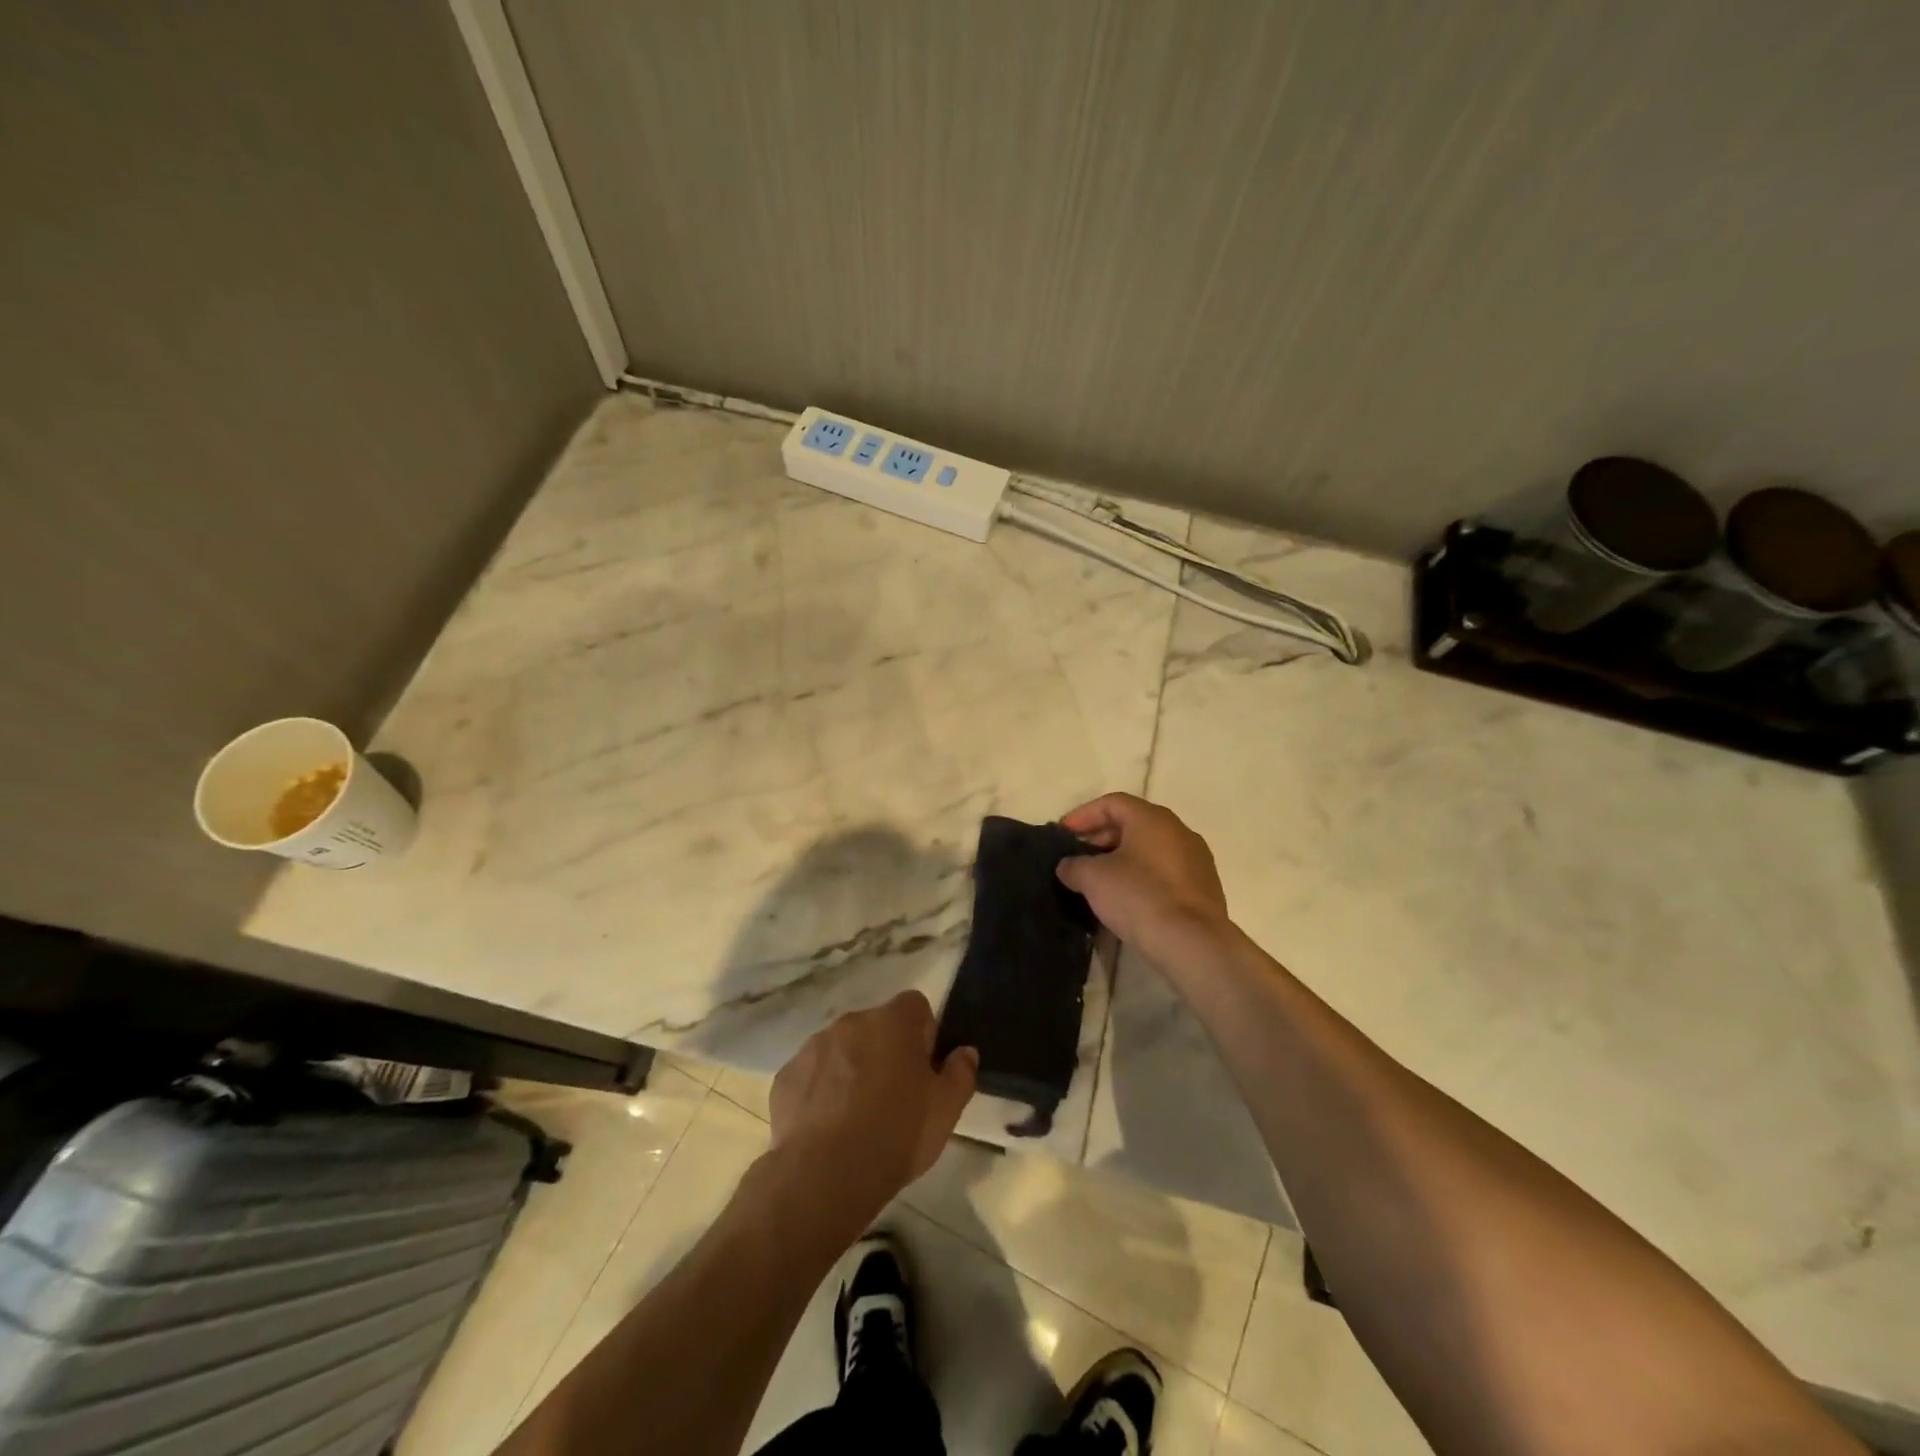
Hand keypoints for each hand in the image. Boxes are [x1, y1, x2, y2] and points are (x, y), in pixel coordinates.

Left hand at [768, 992, 977, 1239]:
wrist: (824, 1175)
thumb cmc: (896, 1135)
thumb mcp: (945, 1110)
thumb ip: (961, 1073)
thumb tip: (965, 1052)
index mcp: (893, 1022)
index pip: (915, 1006)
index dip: (923, 1034)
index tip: (923, 1069)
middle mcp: (851, 1022)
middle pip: (876, 1027)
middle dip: (885, 1052)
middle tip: (893, 1097)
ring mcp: (814, 1046)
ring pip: (841, 1049)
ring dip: (851, 1069)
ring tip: (856, 1117)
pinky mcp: (786, 1076)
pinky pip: (812, 1074)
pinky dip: (820, 1091)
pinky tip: (826, 1127)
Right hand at [1056, 793, 1233, 966]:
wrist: (1192, 943)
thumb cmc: (1138, 897)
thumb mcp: (1093, 878)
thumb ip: (1074, 865)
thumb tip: (1069, 866)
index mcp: (1152, 819)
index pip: (1112, 803)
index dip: (1083, 815)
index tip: (1063, 834)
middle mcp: (1179, 830)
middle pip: (1133, 824)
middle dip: (1101, 838)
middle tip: (1078, 858)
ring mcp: (1196, 859)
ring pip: (1150, 849)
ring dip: (1122, 859)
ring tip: (1099, 881)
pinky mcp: (1204, 887)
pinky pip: (1165, 871)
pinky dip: (1142, 876)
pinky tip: (1127, 899)